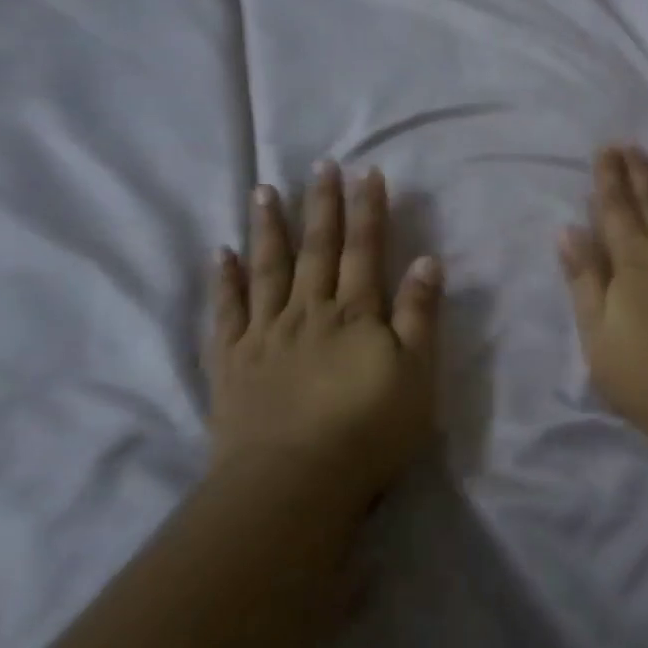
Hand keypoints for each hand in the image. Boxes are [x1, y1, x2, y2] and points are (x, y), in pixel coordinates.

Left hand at [206, 162, 441, 508]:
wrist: (293, 483)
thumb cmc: (368, 431)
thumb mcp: (416, 375)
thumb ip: (419, 315)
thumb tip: (427, 259)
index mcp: (354, 314)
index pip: (363, 250)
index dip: (367, 210)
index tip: (366, 172)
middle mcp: (308, 312)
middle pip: (316, 249)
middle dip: (321, 204)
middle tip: (319, 164)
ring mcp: (264, 334)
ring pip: (267, 270)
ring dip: (269, 228)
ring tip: (264, 190)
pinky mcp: (232, 362)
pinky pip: (226, 312)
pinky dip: (224, 280)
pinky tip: (221, 253)